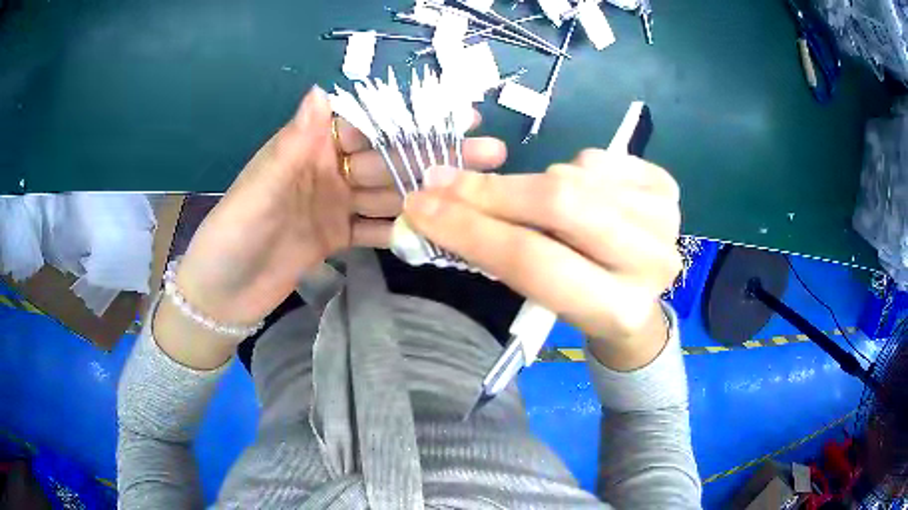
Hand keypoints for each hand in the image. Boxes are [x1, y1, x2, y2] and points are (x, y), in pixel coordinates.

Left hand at [172, 86, 506, 331]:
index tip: (456, 115)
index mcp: (308, 148)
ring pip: (390, 193)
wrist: (221, 296)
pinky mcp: (337, 237)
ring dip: (430, 192)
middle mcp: (327, 170)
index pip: (368, 125)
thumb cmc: (231, 237)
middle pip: (389, 158)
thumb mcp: (257, 190)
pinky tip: (440, 230)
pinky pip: (377, 228)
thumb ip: (291, 145)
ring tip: (476, 192)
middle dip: (437, 155)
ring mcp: (336, 205)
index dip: (411, 119)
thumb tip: (321, 91)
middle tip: (489, 153)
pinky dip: (405, 229)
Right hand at [404, 151, 681, 369]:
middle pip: (559, 202)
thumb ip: (506, 256)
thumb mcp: (547, 298)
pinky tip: (579, 192)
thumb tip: (439, 207)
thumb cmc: (583, 301)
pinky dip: (572, 169)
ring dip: (535, 183)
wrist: (637, 290)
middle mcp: (651, 261)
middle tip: (442, 181)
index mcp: (616, 309)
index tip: (421, 208)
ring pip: (574, 175)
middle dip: (489, 191)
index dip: (470, 229)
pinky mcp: (668, 188)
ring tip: (531, 203)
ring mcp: (666, 219)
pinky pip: (596, 159)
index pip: (532, 260)